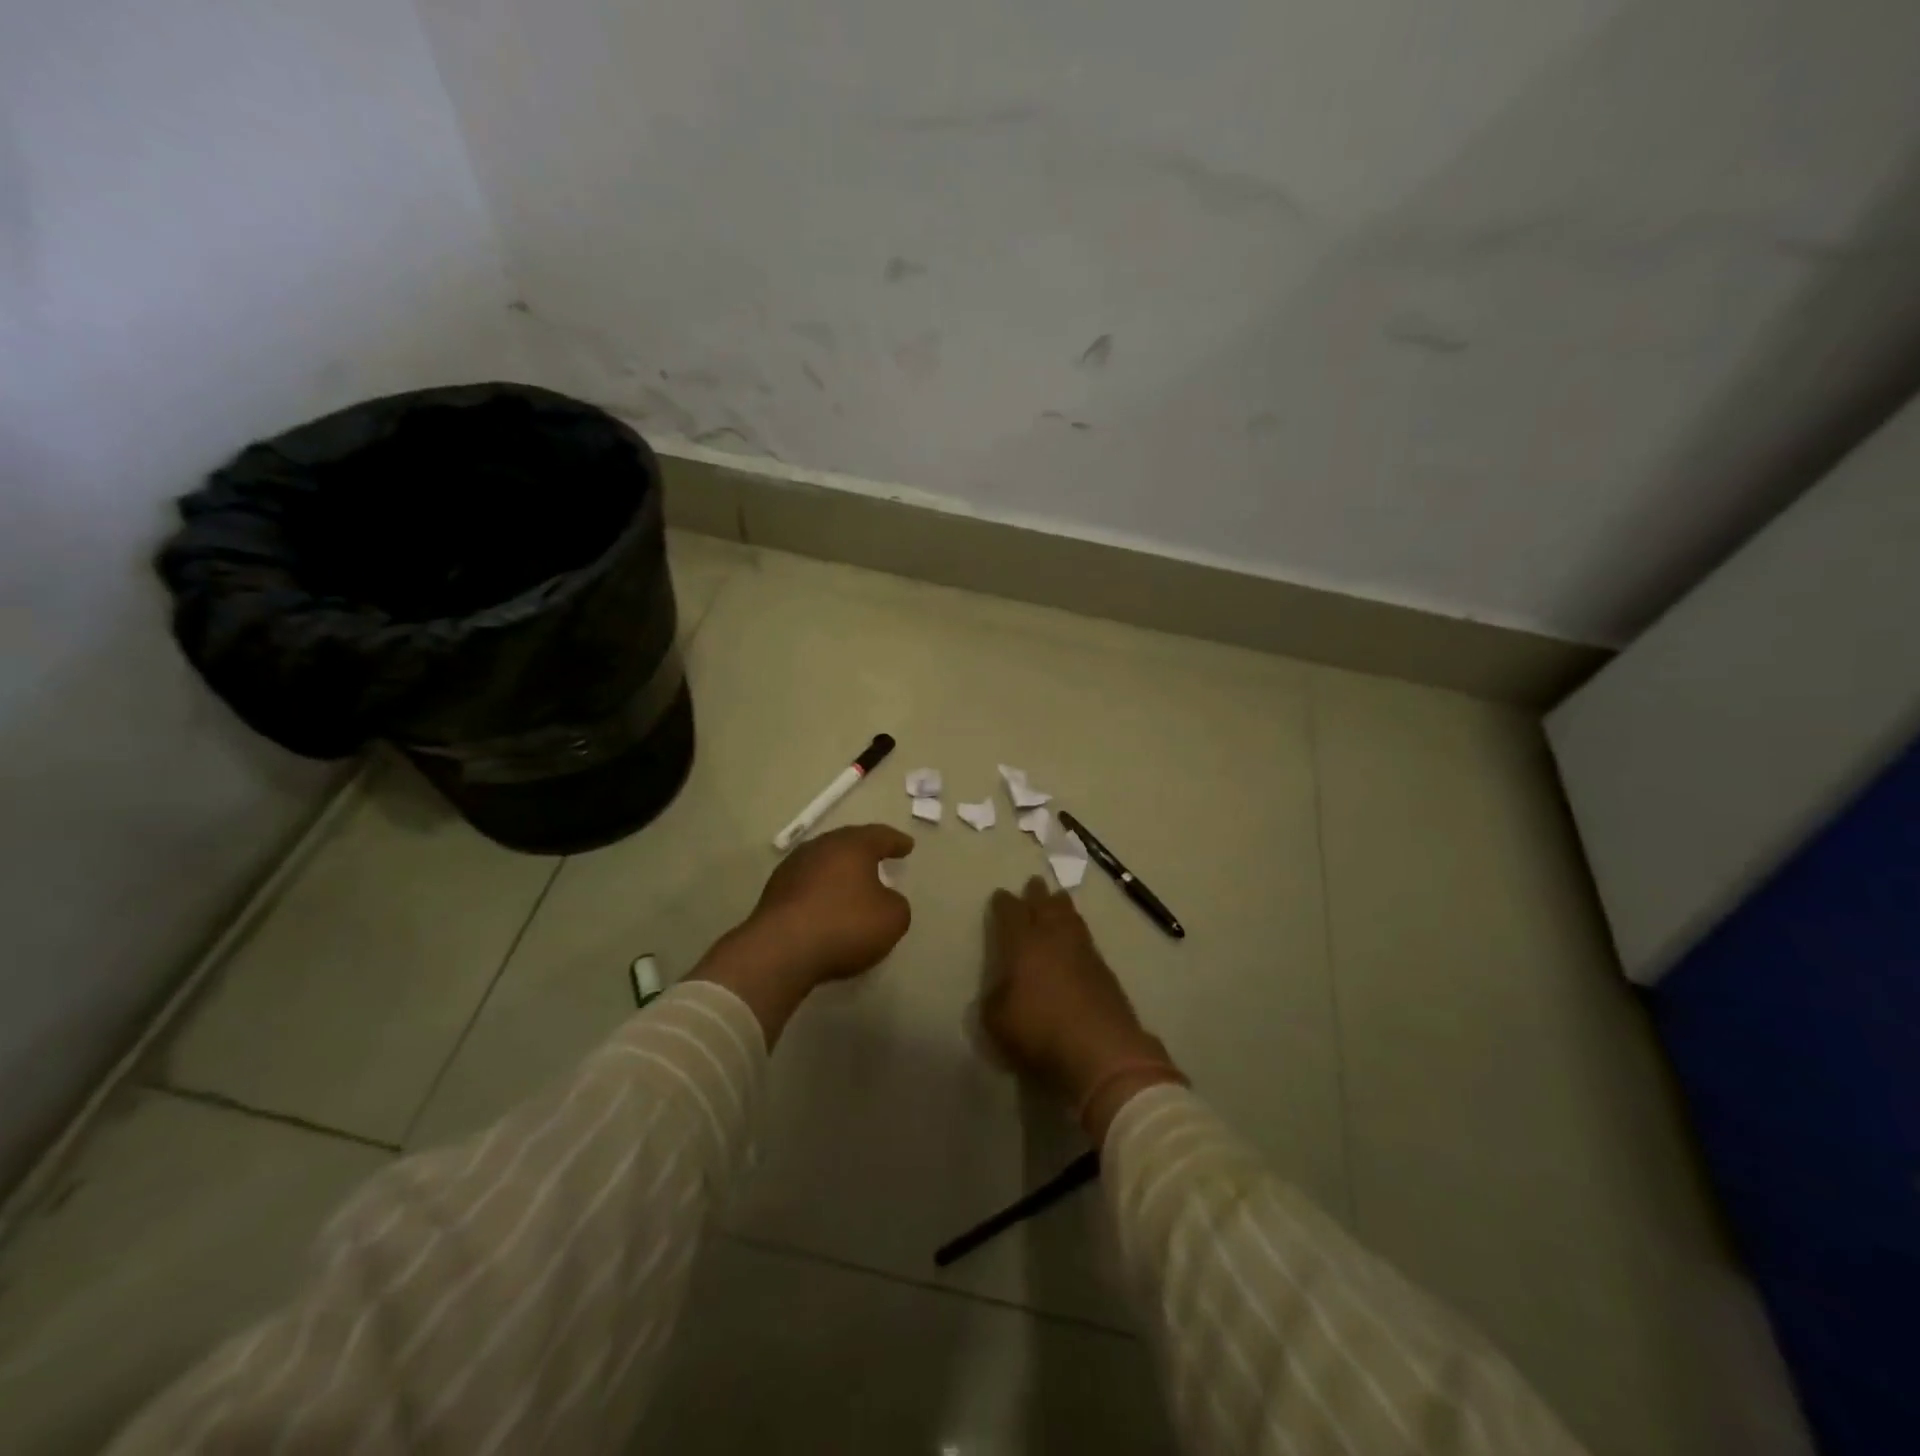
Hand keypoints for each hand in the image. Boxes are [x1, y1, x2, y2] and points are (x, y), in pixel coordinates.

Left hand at [692, 824, 913, 1045]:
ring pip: (824, 862)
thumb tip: (884, 899)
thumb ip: (896, 904)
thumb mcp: (892, 919)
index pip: (880, 836)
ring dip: (839, 871)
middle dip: (864, 851)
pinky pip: (807, 884)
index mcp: (852, 845)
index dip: (896, 842)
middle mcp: (820, 847)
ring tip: (852, 883)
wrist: (781, 950)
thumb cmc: (845, 925)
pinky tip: (826, 905)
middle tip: (879, 857)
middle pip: (847, 843)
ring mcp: (792, 868)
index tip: (907, 846)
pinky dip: (821, 890)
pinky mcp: (774, 892)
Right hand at [980, 877, 1181, 1138]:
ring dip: (1061, 907)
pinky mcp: (1105, 970)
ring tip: (1058, 900)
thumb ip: (995, 999)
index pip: (1011, 913)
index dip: (1004, 903)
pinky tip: (1077, 938)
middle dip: (1037, 894)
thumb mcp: (997, 1021)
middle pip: (1045, 906)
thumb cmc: (1040, 1031)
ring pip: (1070, 917)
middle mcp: (1053, 938)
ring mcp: (1083, 951)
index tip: (1000, 896)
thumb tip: (1002, 990)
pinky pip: (1086, 938)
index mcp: (1023, 944)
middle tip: (1034, 884)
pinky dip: (1077, 931)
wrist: (1101, 1049)